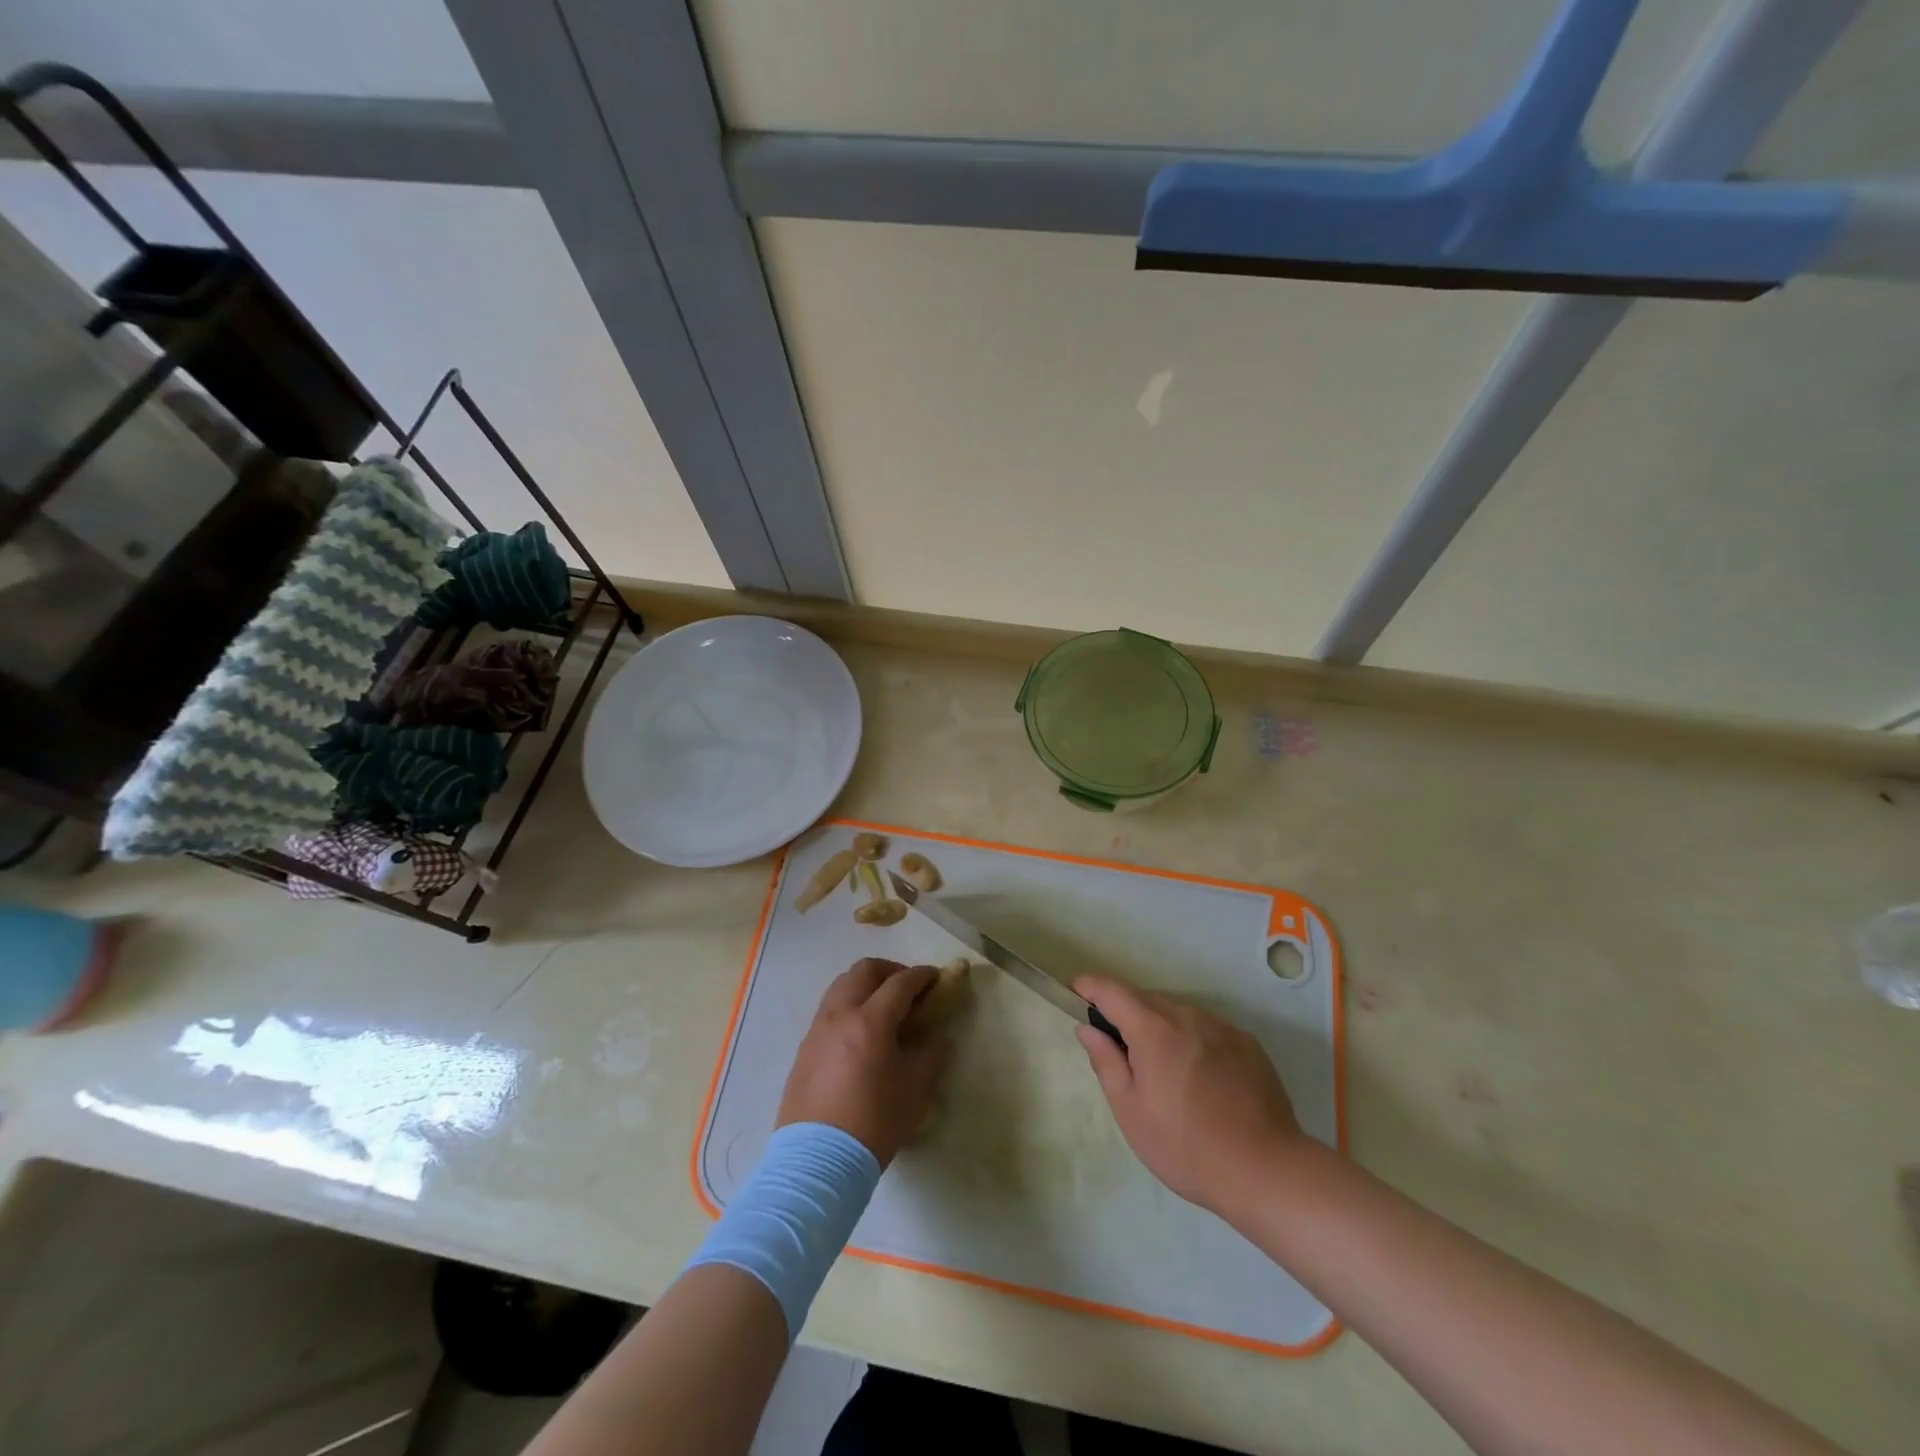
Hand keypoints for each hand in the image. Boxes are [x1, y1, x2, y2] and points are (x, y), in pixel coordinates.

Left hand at [776, 959, 952, 1166]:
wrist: (817, 1160)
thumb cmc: (874, 1121)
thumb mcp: (916, 1089)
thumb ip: (932, 1055)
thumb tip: (938, 1040)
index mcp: (872, 1020)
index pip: (901, 982)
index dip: (922, 976)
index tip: (936, 978)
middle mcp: (841, 1014)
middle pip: (865, 971)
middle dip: (890, 971)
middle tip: (908, 988)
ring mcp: (818, 1029)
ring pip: (841, 985)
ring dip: (866, 985)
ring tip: (882, 1007)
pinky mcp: (805, 1048)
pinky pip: (829, 1010)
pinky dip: (849, 1006)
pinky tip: (860, 1033)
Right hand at [1074, 975, 1309, 1217]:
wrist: (1266, 1171)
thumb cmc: (1186, 1147)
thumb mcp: (1131, 1112)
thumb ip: (1106, 1062)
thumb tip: (1088, 1029)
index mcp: (1154, 1030)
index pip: (1113, 991)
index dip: (1092, 986)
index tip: (1078, 991)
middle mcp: (1188, 1016)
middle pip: (1146, 999)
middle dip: (1126, 1012)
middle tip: (1120, 1048)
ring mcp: (1222, 1027)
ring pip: (1178, 1012)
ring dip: (1161, 1026)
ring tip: (1163, 1069)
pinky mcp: (1247, 1043)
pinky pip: (1207, 1028)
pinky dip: (1192, 1038)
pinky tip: (1200, 1077)